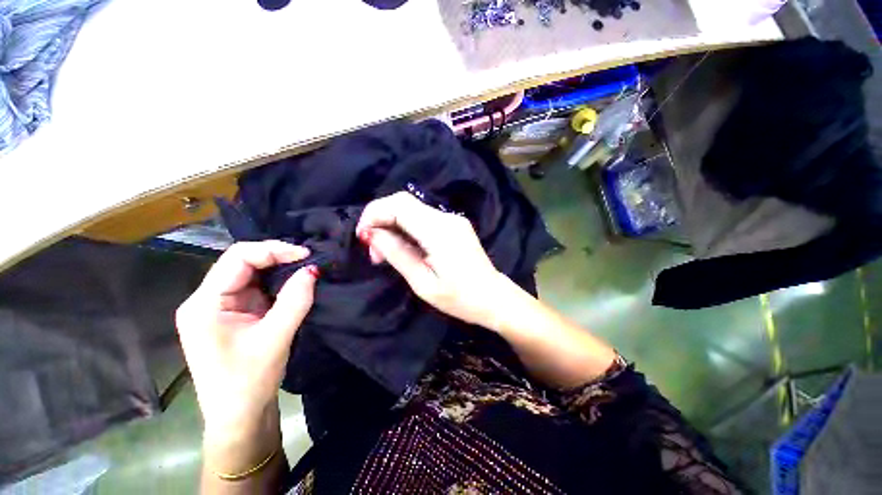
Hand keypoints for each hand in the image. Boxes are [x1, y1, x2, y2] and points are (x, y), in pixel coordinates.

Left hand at [175, 241, 316, 465]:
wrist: (239, 417)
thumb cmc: (248, 382)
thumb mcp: (274, 339)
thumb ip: (295, 301)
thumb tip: (313, 269)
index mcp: (204, 304)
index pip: (238, 258)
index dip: (273, 250)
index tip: (306, 255)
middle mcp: (207, 300)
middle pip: (241, 262)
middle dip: (277, 256)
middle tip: (309, 259)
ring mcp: (220, 307)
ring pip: (250, 273)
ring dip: (279, 268)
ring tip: (306, 267)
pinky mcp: (234, 314)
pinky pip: (256, 288)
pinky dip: (277, 281)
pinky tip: (295, 281)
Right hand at [356, 192, 510, 327]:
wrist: (493, 298)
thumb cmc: (459, 298)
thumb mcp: (423, 283)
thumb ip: (397, 254)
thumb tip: (372, 234)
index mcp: (439, 231)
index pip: (399, 205)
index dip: (374, 214)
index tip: (362, 237)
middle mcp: (446, 218)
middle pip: (404, 202)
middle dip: (381, 219)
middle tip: (374, 249)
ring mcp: (452, 219)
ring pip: (411, 209)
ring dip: (392, 224)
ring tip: (385, 253)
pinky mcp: (454, 224)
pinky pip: (422, 218)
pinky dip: (406, 227)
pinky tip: (403, 247)